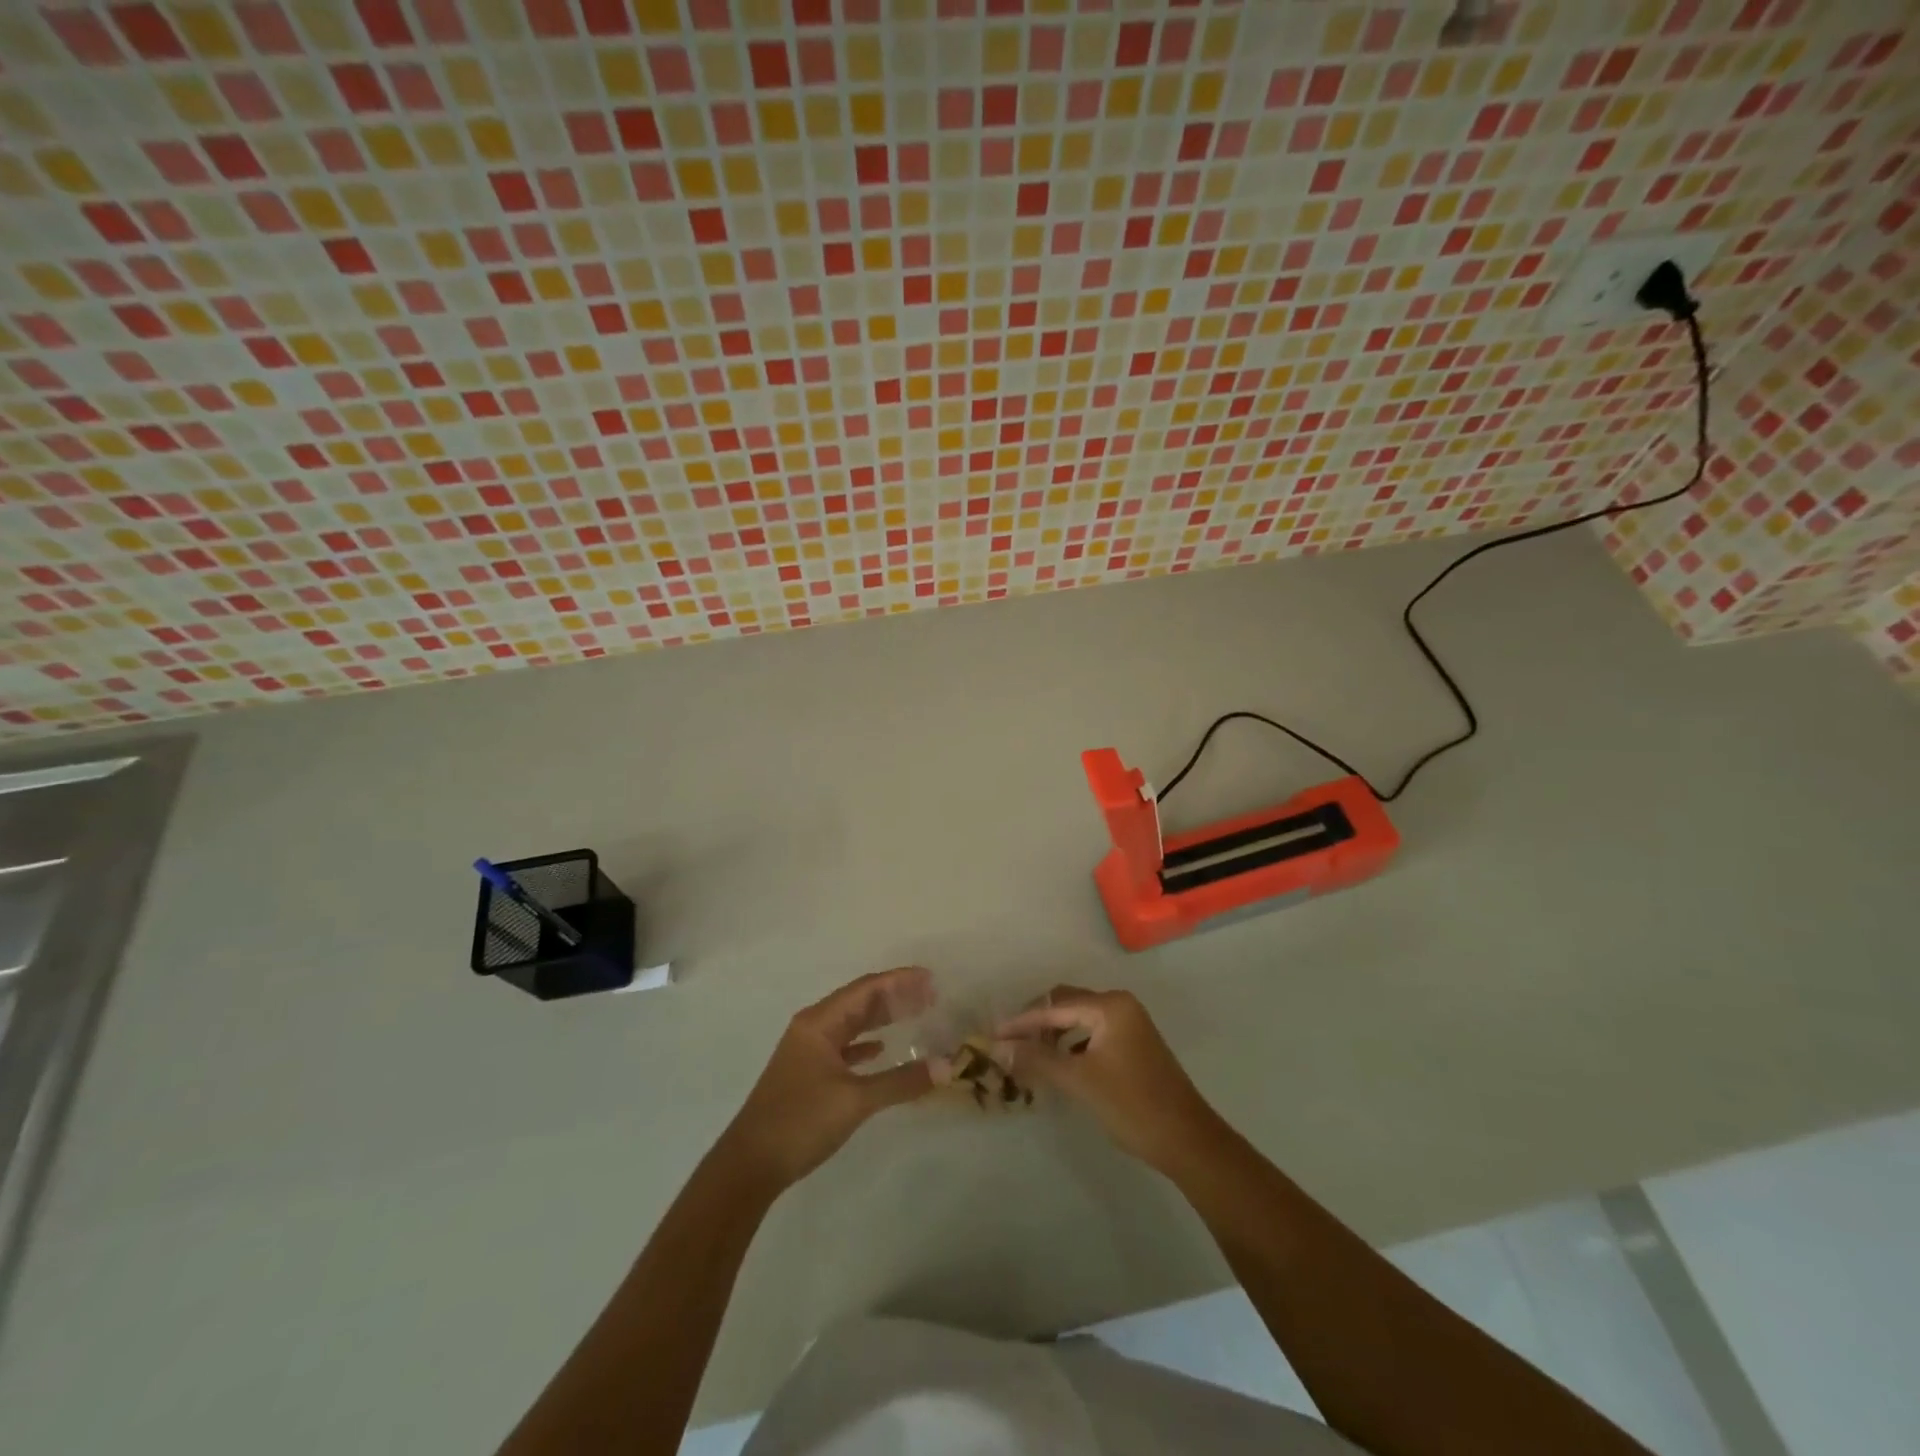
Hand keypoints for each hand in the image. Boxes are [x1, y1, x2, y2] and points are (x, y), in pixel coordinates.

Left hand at [720, 966, 936, 1190]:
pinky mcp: (807, 1073)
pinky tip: (881, 1049)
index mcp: (819, 1022)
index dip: (900, 981)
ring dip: (881, 1018)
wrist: (750, 1165)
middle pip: (859, 1001)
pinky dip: (865, 1043)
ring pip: (851, 1023)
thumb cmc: (801, 1121)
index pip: (867, 989)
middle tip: (931, 996)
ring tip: (915, 1015)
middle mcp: (813, 1028)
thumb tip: (947, 1066)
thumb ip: (901, 1082)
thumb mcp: (855, 1100)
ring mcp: (808, 1051)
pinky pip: (843, 1045)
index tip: (932, 979)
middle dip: (894, 997)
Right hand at [996, 985, 1223, 1175]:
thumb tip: (999, 1047)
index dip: (1022, 1022)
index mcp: (1109, 1006)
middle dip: (1037, 1023)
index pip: (1054, 1007)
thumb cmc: (1132, 1105)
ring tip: (1030, 1055)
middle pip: (1067, 1004)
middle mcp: (1120, 1005)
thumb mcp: (1079, 1081)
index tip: (993, 1036)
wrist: (1187, 1140)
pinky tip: (1059, 1064)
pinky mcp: (1133, 1044)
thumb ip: (1038, 1059)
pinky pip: (1092, 1032)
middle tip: (1010, 1044)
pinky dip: (1072, 1043)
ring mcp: (1130, 1024)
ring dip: (1054, 1033)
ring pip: (1079, 1018)